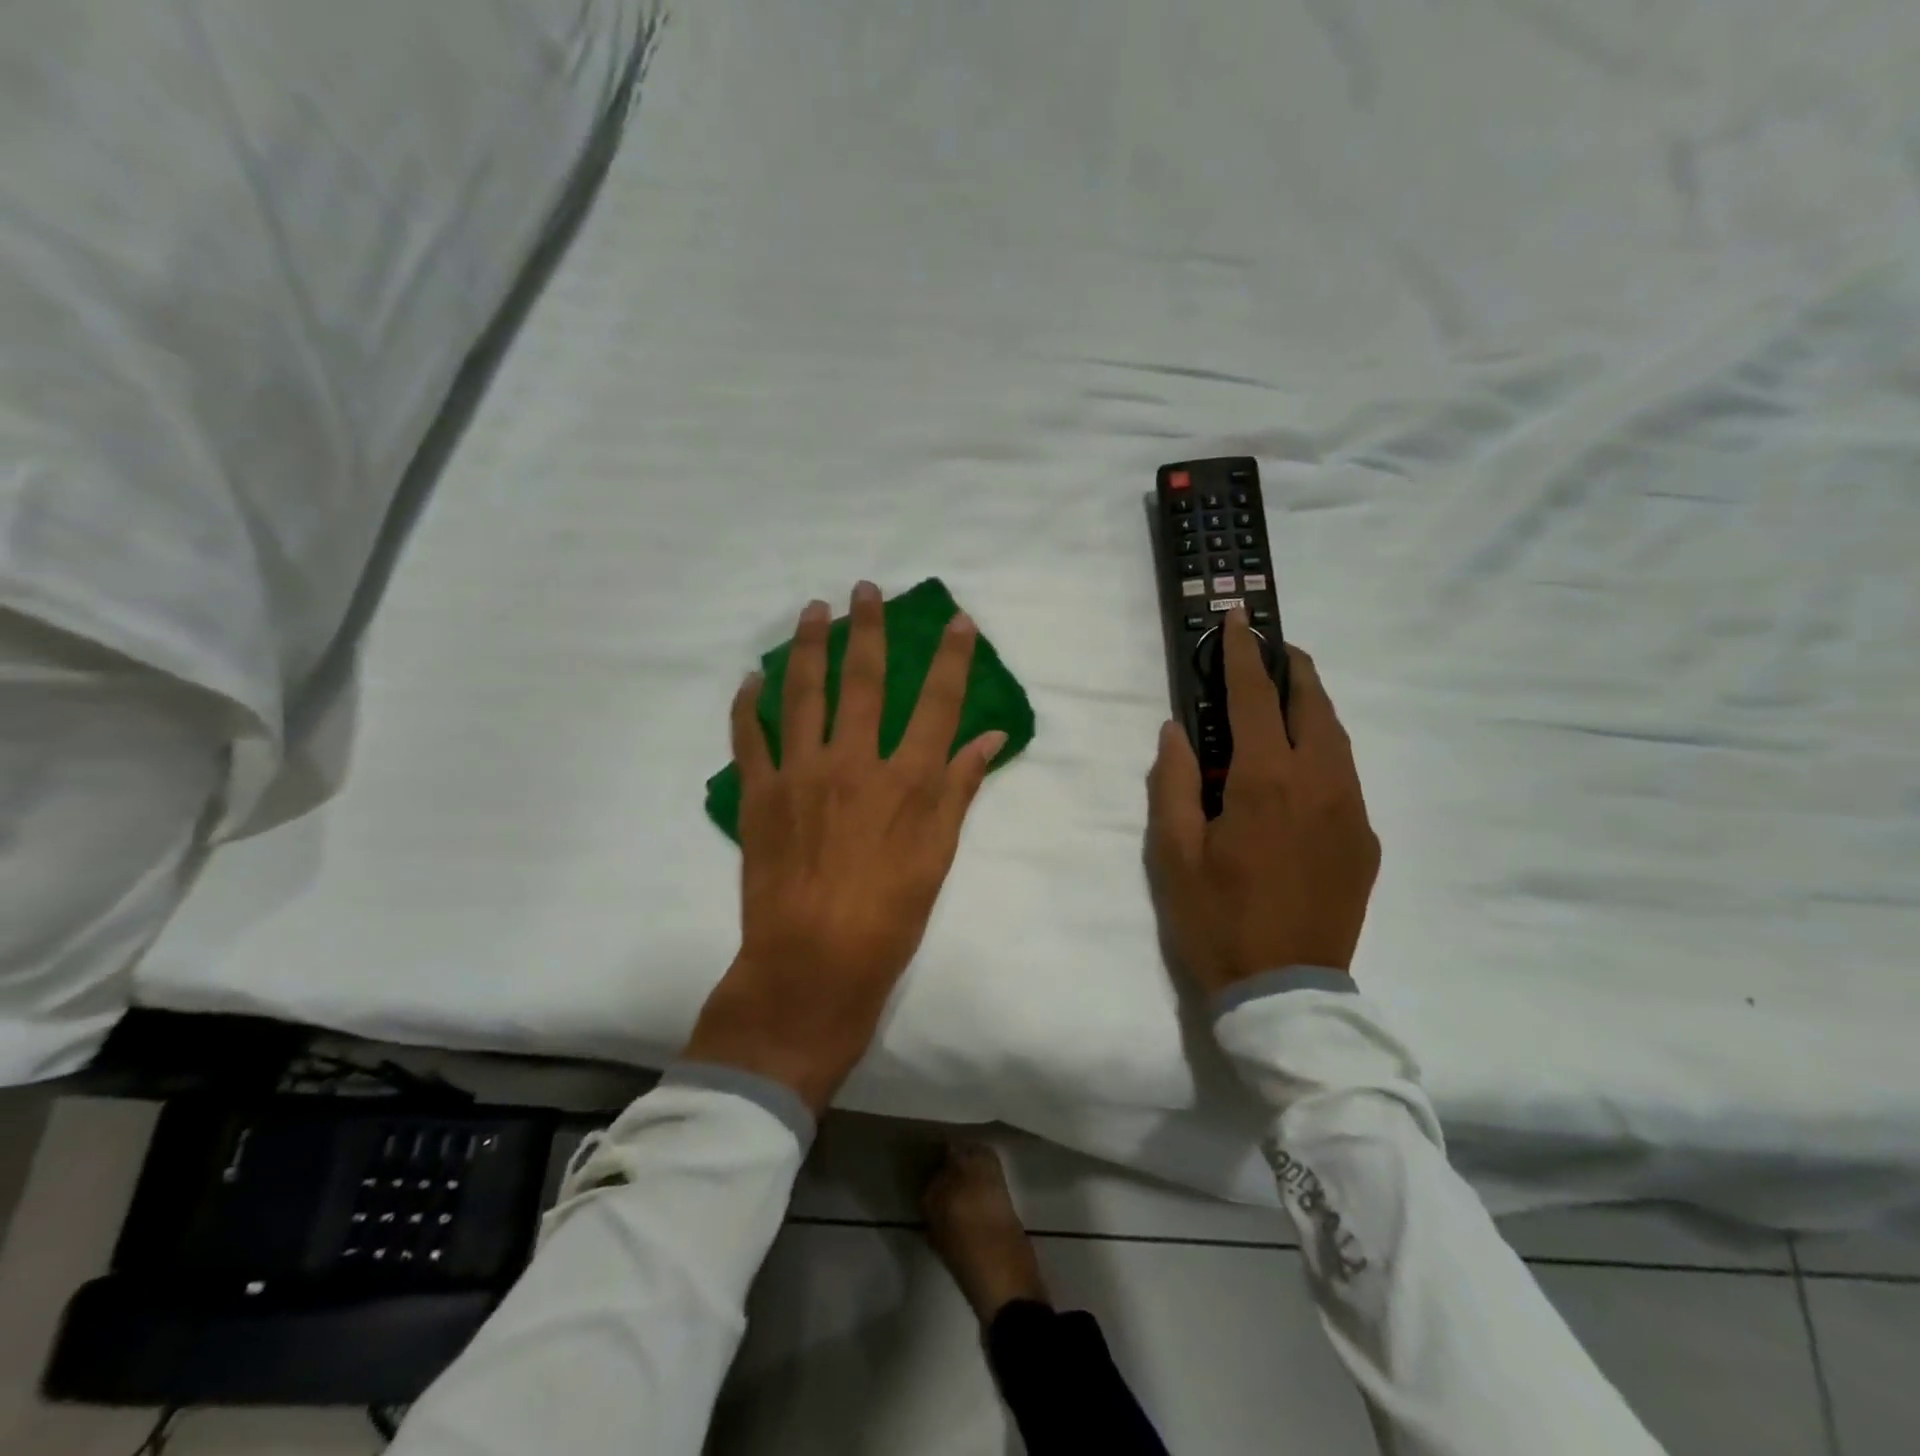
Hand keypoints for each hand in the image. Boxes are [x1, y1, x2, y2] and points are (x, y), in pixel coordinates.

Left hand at [683, 582, 1007, 1111]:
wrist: (812, 962)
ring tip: (814, 609)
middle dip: (869, 629)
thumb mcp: (939, 855)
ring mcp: (800, 773)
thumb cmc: (889, 915)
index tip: (957, 620)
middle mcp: (853, 762)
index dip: (951, 658)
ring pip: (803, 693)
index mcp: (905, 780)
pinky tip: (752, 677)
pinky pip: (749, 736)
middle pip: (864, 680)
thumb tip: (991, 738)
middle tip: (866, 589)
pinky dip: (748, 704)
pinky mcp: (758, 794)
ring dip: (810, 646)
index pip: (937, 703)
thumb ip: (960, 789)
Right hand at [1147, 611, 1378, 995]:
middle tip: (1268, 651)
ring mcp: (1352, 811)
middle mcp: (1319, 783)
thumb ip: (1173, 782)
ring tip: (1283, 697)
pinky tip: (1300, 767)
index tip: (1237, 619)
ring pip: (1337, 737)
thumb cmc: (1216, 919)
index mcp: (1265, 782)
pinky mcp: (1365, 840)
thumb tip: (1178, 730)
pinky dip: (1322, 750)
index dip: (1242, 654)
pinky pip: (1345, 776)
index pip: (1252, 698)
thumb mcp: (1172, 853)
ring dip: (1310, 706)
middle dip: (1291, 668)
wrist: (1285, 991)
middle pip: (1313, 704)